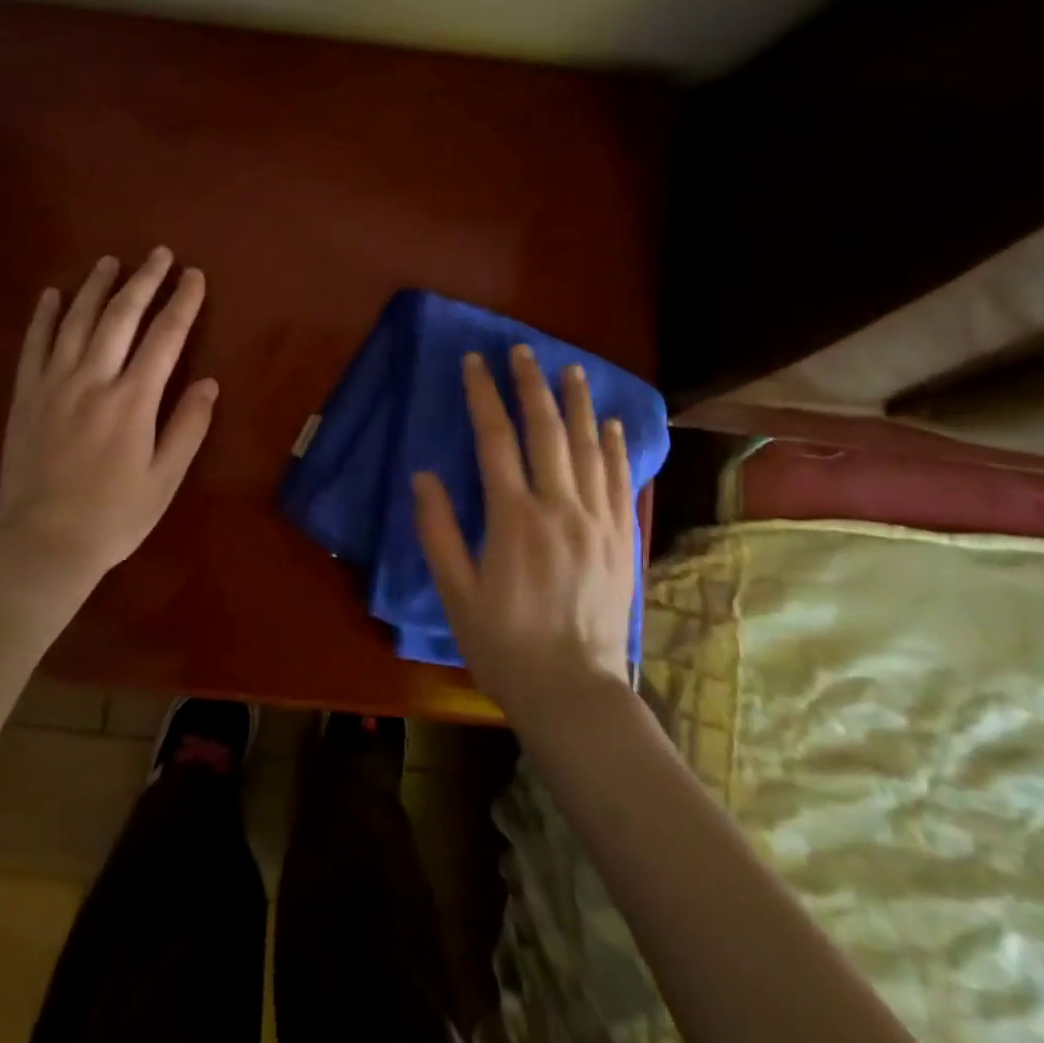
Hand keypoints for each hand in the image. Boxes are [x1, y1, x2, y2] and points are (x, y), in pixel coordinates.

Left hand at [0, 248, 216, 638]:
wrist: (42, 545)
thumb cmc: (114, 517)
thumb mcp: (164, 480)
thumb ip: (187, 427)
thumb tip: (209, 382)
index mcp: (133, 401)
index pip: (165, 338)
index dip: (183, 303)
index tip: (194, 276)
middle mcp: (93, 380)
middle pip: (121, 317)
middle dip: (143, 281)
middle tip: (159, 254)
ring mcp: (54, 385)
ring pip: (76, 321)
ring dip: (95, 287)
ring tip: (110, 261)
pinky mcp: (25, 396)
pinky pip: (34, 346)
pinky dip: (44, 316)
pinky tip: (52, 294)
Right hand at [412, 346, 636, 722]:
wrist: (574, 691)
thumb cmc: (504, 644)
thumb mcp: (455, 593)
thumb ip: (437, 531)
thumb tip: (423, 476)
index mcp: (513, 518)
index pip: (495, 439)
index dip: (483, 395)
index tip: (474, 363)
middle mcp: (558, 507)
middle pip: (546, 430)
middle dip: (531, 385)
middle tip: (522, 351)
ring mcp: (596, 520)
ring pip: (588, 446)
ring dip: (577, 404)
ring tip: (570, 370)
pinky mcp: (620, 537)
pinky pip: (619, 478)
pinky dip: (615, 446)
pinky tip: (610, 423)